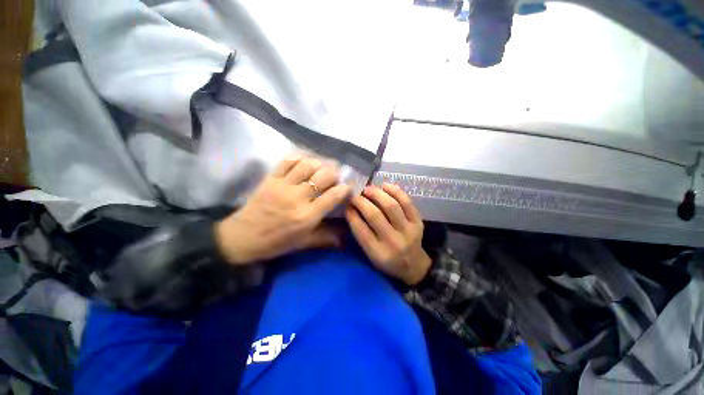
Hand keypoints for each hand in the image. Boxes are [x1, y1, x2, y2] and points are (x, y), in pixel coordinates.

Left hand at [215, 157, 351, 264]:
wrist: (241, 237)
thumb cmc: (275, 243)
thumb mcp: (303, 243)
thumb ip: (325, 238)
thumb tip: (345, 238)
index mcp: (307, 216)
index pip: (333, 196)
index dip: (344, 188)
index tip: (347, 187)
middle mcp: (298, 198)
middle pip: (323, 176)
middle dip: (334, 174)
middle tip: (335, 177)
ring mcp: (283, 186)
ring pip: (308, 165)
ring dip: (320, 163)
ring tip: (322, 168)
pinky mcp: (271, 179)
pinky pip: (288, 161)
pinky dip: (299, 158)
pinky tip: (305, 162)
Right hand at [346, 183, 430, 285]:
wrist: (413, 265)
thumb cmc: (387, 260)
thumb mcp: (370, 254)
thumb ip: (360, 234)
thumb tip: (351, 209)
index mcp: (378, 253)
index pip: (360, 229)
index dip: (351, 213)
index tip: (346, 203)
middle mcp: (393, 241)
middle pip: (375, 215)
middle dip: (361, 201)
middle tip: (355, 194)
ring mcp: (408, 231)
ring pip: (391, 206)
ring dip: (377, 193)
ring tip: (368, 188)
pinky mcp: (418, 222)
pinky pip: (407, 202)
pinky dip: (395, 191)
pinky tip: (385, 186)